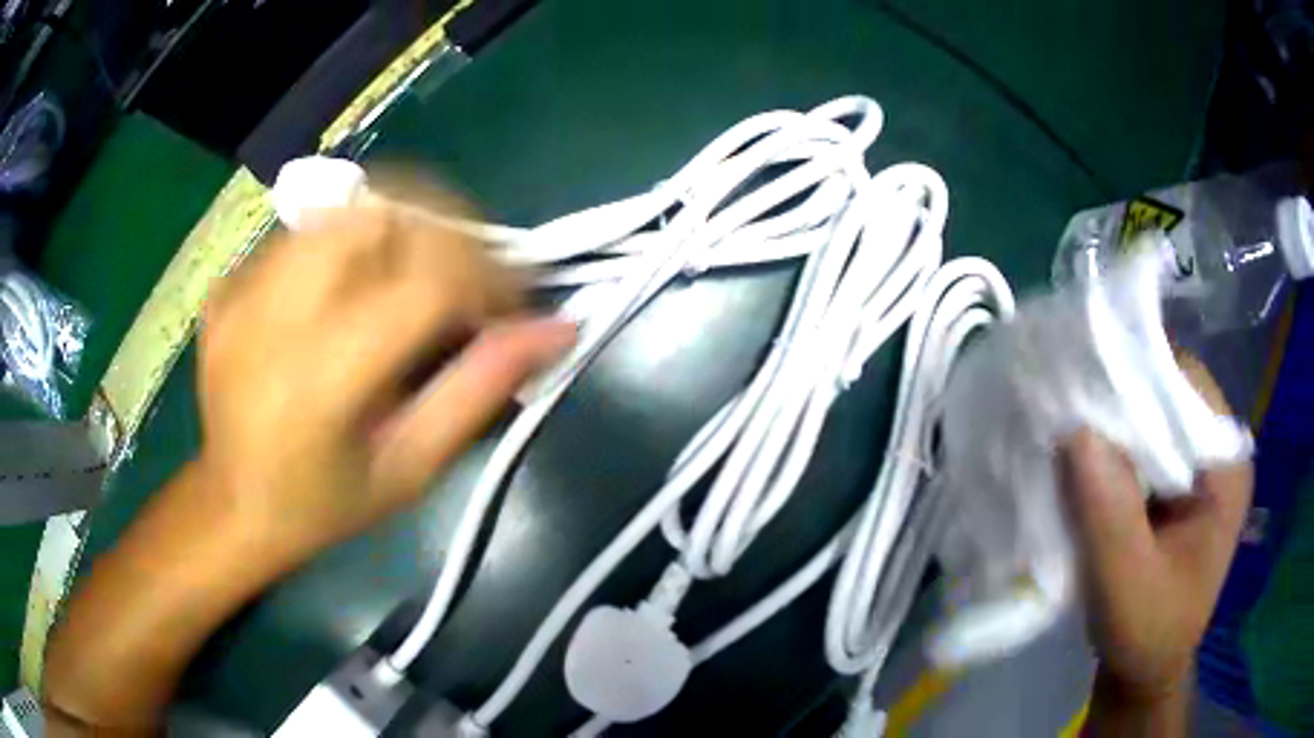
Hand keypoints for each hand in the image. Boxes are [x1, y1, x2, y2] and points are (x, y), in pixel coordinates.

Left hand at [196, 195, 574, 566]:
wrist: (234, 504)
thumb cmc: (327, 505)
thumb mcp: (411, 469)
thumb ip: (479, 391)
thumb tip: (556, 329)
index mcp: (319, 383)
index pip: (424, 284)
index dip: (487, 279)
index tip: (511, 303)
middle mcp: (272, 319)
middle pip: (379, 216)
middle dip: (444, 230)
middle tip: (466, 274)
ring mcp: (241, 293)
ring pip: (340, 209)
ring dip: (397, 226)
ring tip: (415, 271)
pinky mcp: (229, 284)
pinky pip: (303, 232)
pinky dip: (347, 242)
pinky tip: (351, 288)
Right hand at [1058, 355, 1252, 706]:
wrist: (1143, 676)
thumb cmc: (1145, 635)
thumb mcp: (1126, 584)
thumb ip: (1108, 513)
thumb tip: (1075, 432)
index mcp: (1227, 469)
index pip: (1186, 385)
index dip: (1136, 375)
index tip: (1081, 380)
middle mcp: (1217, 457)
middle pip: (1167, 397)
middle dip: (1117, 400)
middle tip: (1063, 406)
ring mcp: (1196, 472)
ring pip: (1150, 421)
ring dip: (1109, 427)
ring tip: (1063, 430)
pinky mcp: (1174, 489)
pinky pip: (1141, 450)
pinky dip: (1109, 452)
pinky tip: (1079, 464)